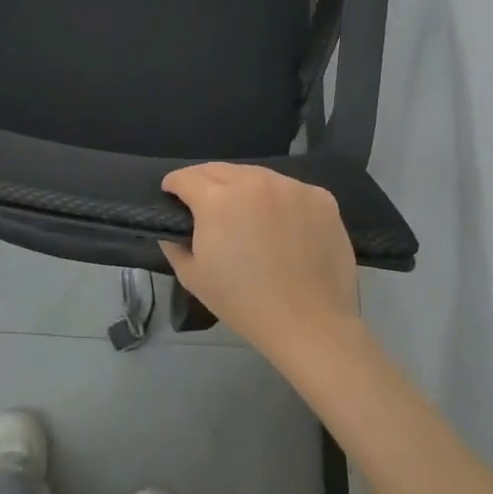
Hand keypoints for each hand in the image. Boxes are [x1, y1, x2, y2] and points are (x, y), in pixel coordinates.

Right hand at [159, 163, 362, 367]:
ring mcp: (291, 187)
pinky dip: (279, 200)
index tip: (172, 195)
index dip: (173, 185)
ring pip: (256, 175)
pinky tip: (281, 224)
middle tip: (203, 202)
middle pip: (219, 169)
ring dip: (243, 187)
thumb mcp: (193, 277)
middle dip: (204, 181)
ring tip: (244, 211)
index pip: (186, 177)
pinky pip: (290, 190)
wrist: (310, 324)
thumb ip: (174, 245)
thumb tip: (172, 228)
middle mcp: (253, 182)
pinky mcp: (320, 197)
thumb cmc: (244, 303)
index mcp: (217, 200)